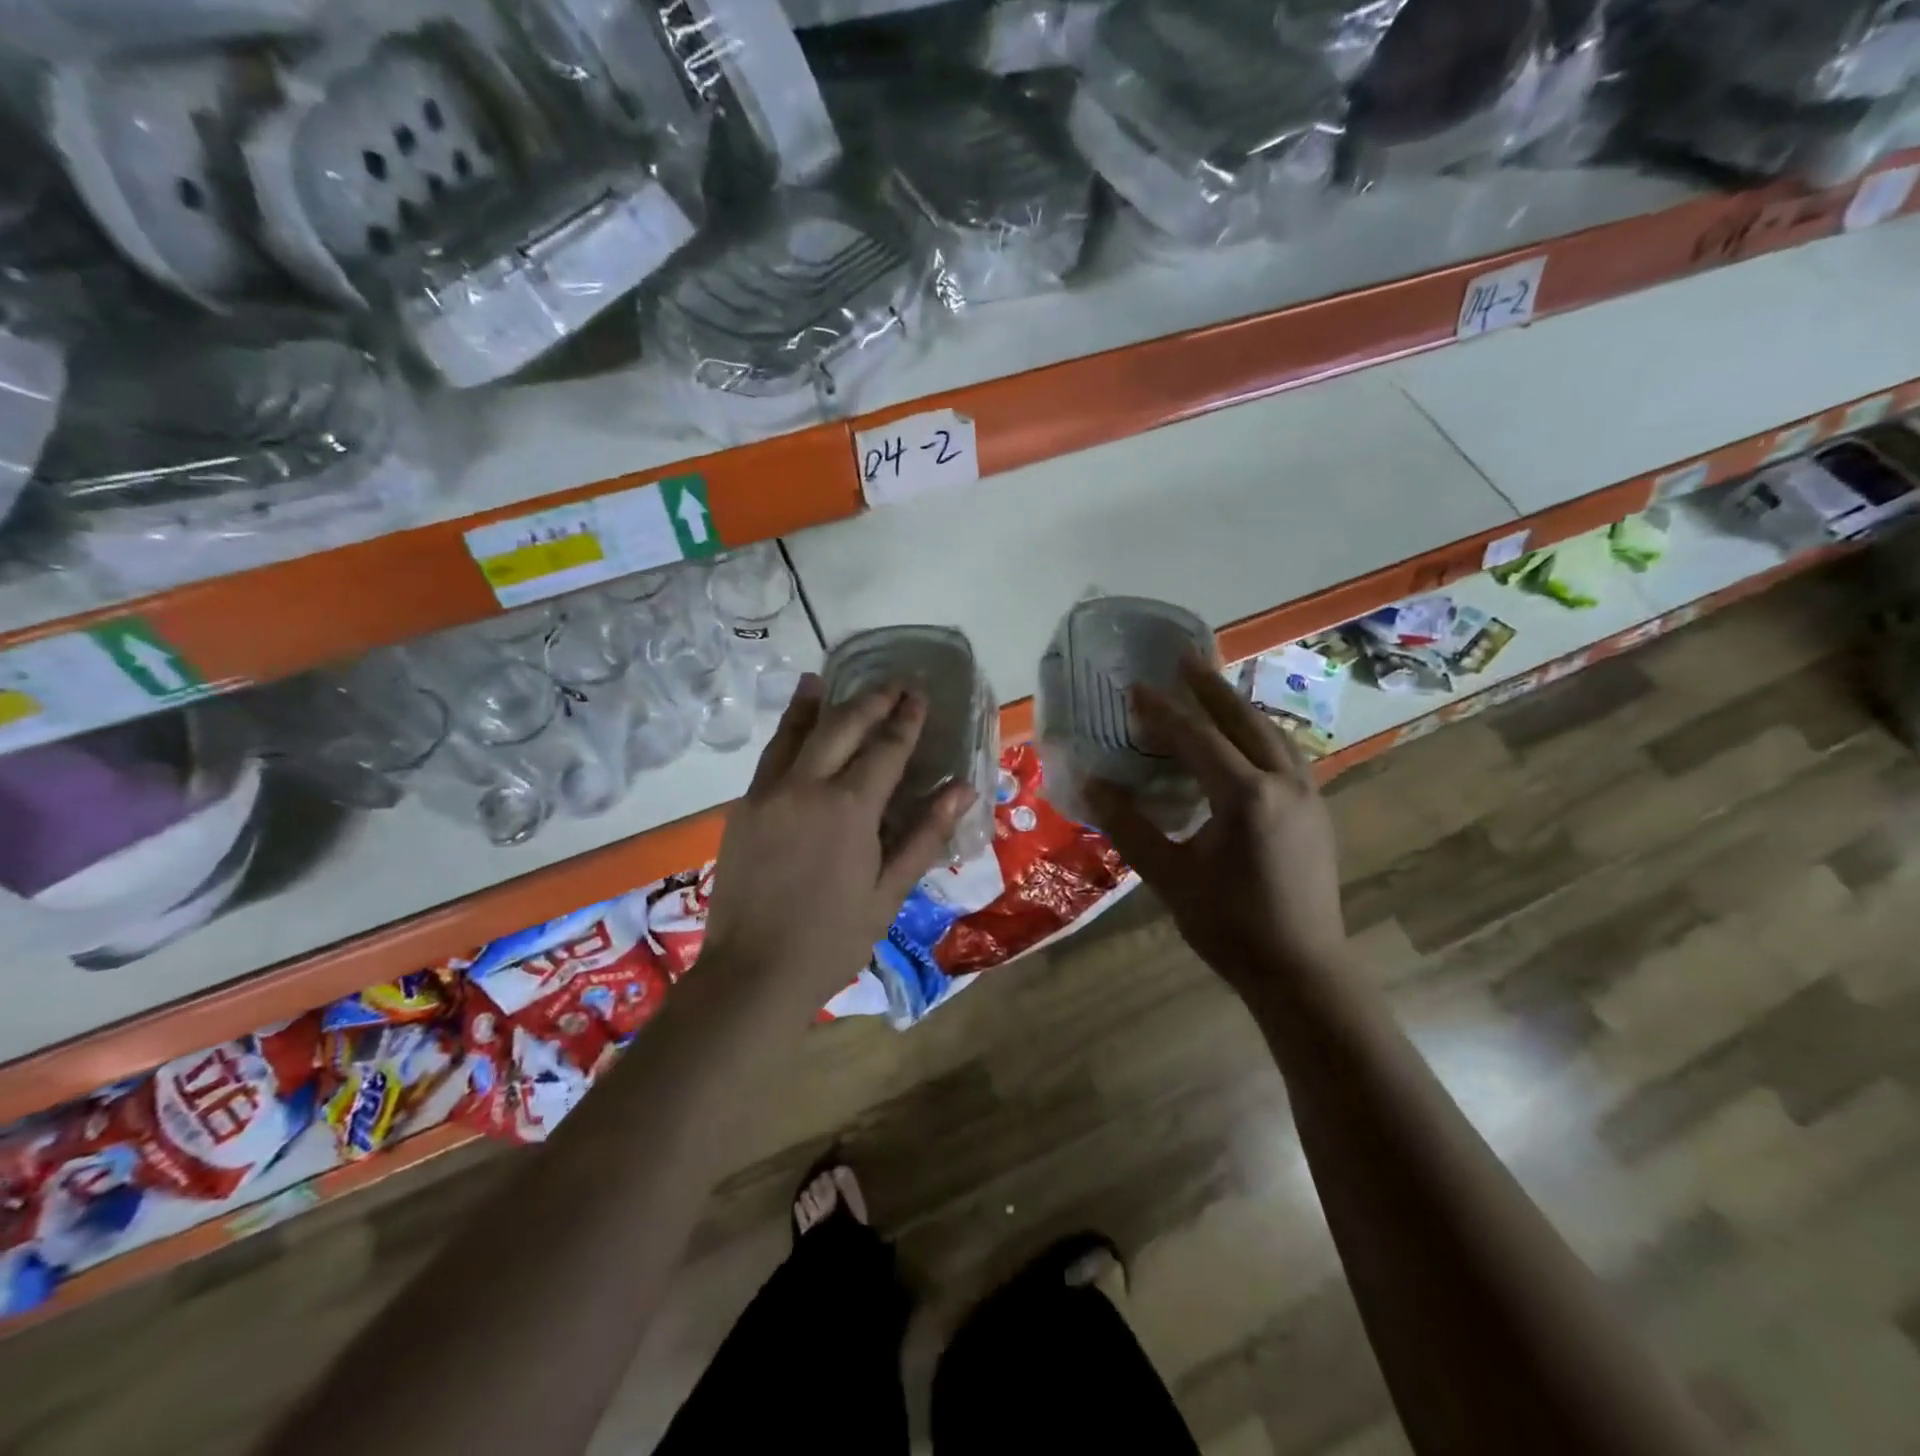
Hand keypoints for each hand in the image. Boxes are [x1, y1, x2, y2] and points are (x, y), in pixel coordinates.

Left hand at [700, 673, 977, 1009]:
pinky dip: (786, 733)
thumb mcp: (889, 892)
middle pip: (842, 727)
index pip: (886, 748)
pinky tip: (794, 726)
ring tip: (825, 678)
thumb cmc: (833, 939)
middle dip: (870, 701)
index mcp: (850, 808)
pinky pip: (770, 757)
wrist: (753, 973)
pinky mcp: (744, 808)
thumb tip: (963, 789)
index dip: (906, 720)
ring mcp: (768, 794)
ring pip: (795, 733)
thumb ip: (924, 835)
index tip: (918, 696)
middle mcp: (806, 787)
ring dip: (817, 704)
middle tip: (892, 685)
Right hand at [1084, 655, 1345, 994]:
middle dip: (1210, 687)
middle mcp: (1284, 783)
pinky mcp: (1316, 812)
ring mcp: (1308, 795)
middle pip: (1243, 720)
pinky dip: (1257, 733)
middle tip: (1183, 656)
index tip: (1135, 687)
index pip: (1197, 738)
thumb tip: (1094, 784)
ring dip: (1237, 707)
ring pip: (1271, 733)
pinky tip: (1242, 739)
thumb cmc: (1229, 925)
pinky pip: (1284, 754)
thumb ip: (1130, 826)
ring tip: (1210, 688)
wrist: (1301, 969)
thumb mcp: (1169, 876)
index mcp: (1246, 796)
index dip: (1162, 712)